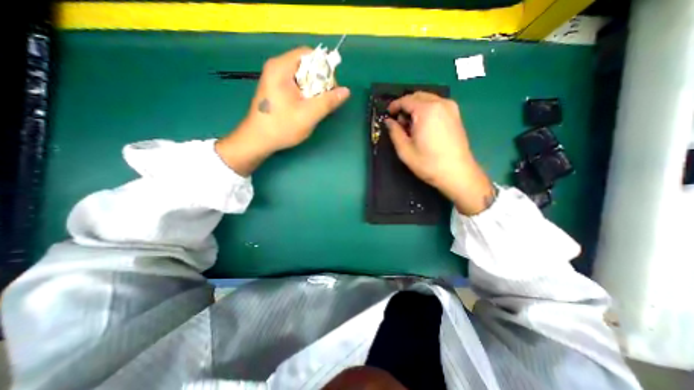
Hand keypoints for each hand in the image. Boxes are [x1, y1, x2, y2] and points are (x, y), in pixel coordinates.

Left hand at [214, 47, 349, 175]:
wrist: (258, 140)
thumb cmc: (281, 127)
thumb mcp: (308, 115)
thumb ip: (328, 102)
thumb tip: (346, 91)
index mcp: (281, 67)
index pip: (309, 54)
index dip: (324, 68)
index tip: (331, 87)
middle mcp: (276, 67)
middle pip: (306, 65)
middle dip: (320, 81)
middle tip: (325, 99)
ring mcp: (275, 78)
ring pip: (302, 76)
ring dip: (314, 89)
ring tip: (317, 105)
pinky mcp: (276, 89)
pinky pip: (296, 84)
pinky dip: (306, 93)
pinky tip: (307, 107)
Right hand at [382, 90, 494, 214]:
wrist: (457, 173)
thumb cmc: (428, 163)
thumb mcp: (405, 150)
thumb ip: (394, 132)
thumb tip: (389, 121)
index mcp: (426, 110)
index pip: (406, 100)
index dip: (394, 106)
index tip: (388, 114)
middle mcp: (440, 103)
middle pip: (418, 96)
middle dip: (405, 106)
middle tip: (399, 122)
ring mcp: (451, 108)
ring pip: (428, 99)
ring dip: (416, 107)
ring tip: (411, 126)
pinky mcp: (456, 115)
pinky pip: (437, 105)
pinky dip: (426, 110)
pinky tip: (423, 126)